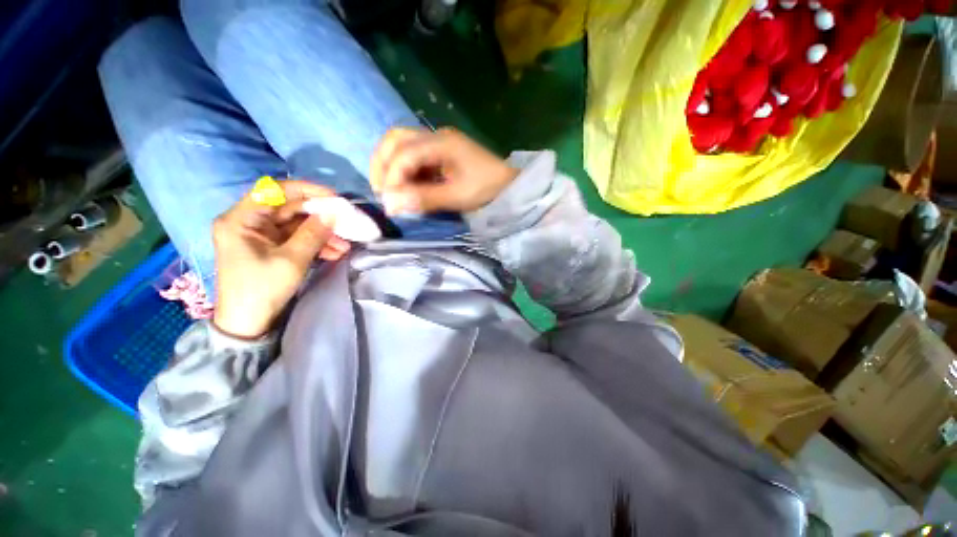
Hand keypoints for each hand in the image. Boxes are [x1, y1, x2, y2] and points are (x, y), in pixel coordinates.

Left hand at [212, 180, 351, 338]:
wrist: (247, 323)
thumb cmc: (262, 289)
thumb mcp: (292, 260)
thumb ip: (313, 233)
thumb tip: (334, 213)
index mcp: (241, 220)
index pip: (275, 191)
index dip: (306, 190)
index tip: (334, 198)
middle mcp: (248, 222)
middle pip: (289, 208)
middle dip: (320, 216)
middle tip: (345, 223)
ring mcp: (259, 235)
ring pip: (296, 224)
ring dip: (322, 233)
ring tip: (345, 245)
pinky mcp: (270, 247)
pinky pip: (296, 238)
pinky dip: (315, 243)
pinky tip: (334, 252)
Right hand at [370, 127, 518, 214]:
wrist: (508, 186)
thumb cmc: (487, 190)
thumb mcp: (457, 196)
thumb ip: (424, 198)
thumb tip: (391, 204)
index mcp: (443, 142)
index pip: (405, 153)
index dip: (392, 176)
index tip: (388, 200)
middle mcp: (436, 136)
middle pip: (396, 139)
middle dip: (383, 164)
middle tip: (380, 191)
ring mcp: (438, 142)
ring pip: (401, 145)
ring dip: (389, 165)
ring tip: (387, 189)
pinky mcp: (439, 152)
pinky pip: (412, 156)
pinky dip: (403, 170)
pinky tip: (404, 186)